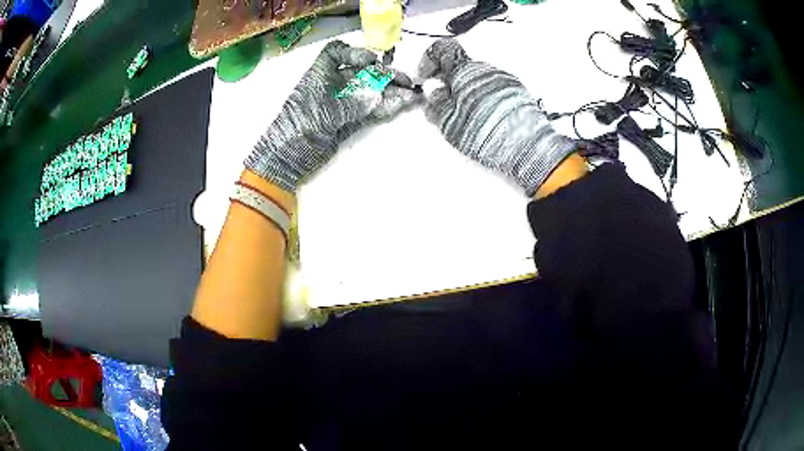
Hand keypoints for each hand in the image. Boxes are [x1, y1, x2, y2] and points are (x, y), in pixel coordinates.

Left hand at [246, 40, 421, 191]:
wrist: (287, 158)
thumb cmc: (298, 128)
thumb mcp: (324, 112)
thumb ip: (352, 103)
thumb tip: (377, 96)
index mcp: (319, 75)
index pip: (336, 53)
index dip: (355, 53)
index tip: (372, 61)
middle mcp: (332, 85)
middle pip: (361, 72)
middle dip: (383, 74)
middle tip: (405, 80)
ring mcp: (342, 103)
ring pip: (369, 92)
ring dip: (390, 92)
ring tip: (412, 94)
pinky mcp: (349, 121)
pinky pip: (370, 110)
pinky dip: (385, 107)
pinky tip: (402, 104)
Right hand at [418, 39, 577, 195]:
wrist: (527, 146)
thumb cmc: (489, 133)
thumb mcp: (450, 122)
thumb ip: (437, 103)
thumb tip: (433, 92)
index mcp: (465, 71)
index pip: (442, 49)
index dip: (428, 60)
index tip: (426, 76)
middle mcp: (486, 69)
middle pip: (460, 66)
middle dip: (448, 80)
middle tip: (442, 100)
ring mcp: (503, 79)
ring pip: (476, 78)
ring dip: (466, 90)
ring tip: (464, 114)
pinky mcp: (517, 92)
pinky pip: (492, 87)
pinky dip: (482, 96)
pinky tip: (483, 116)